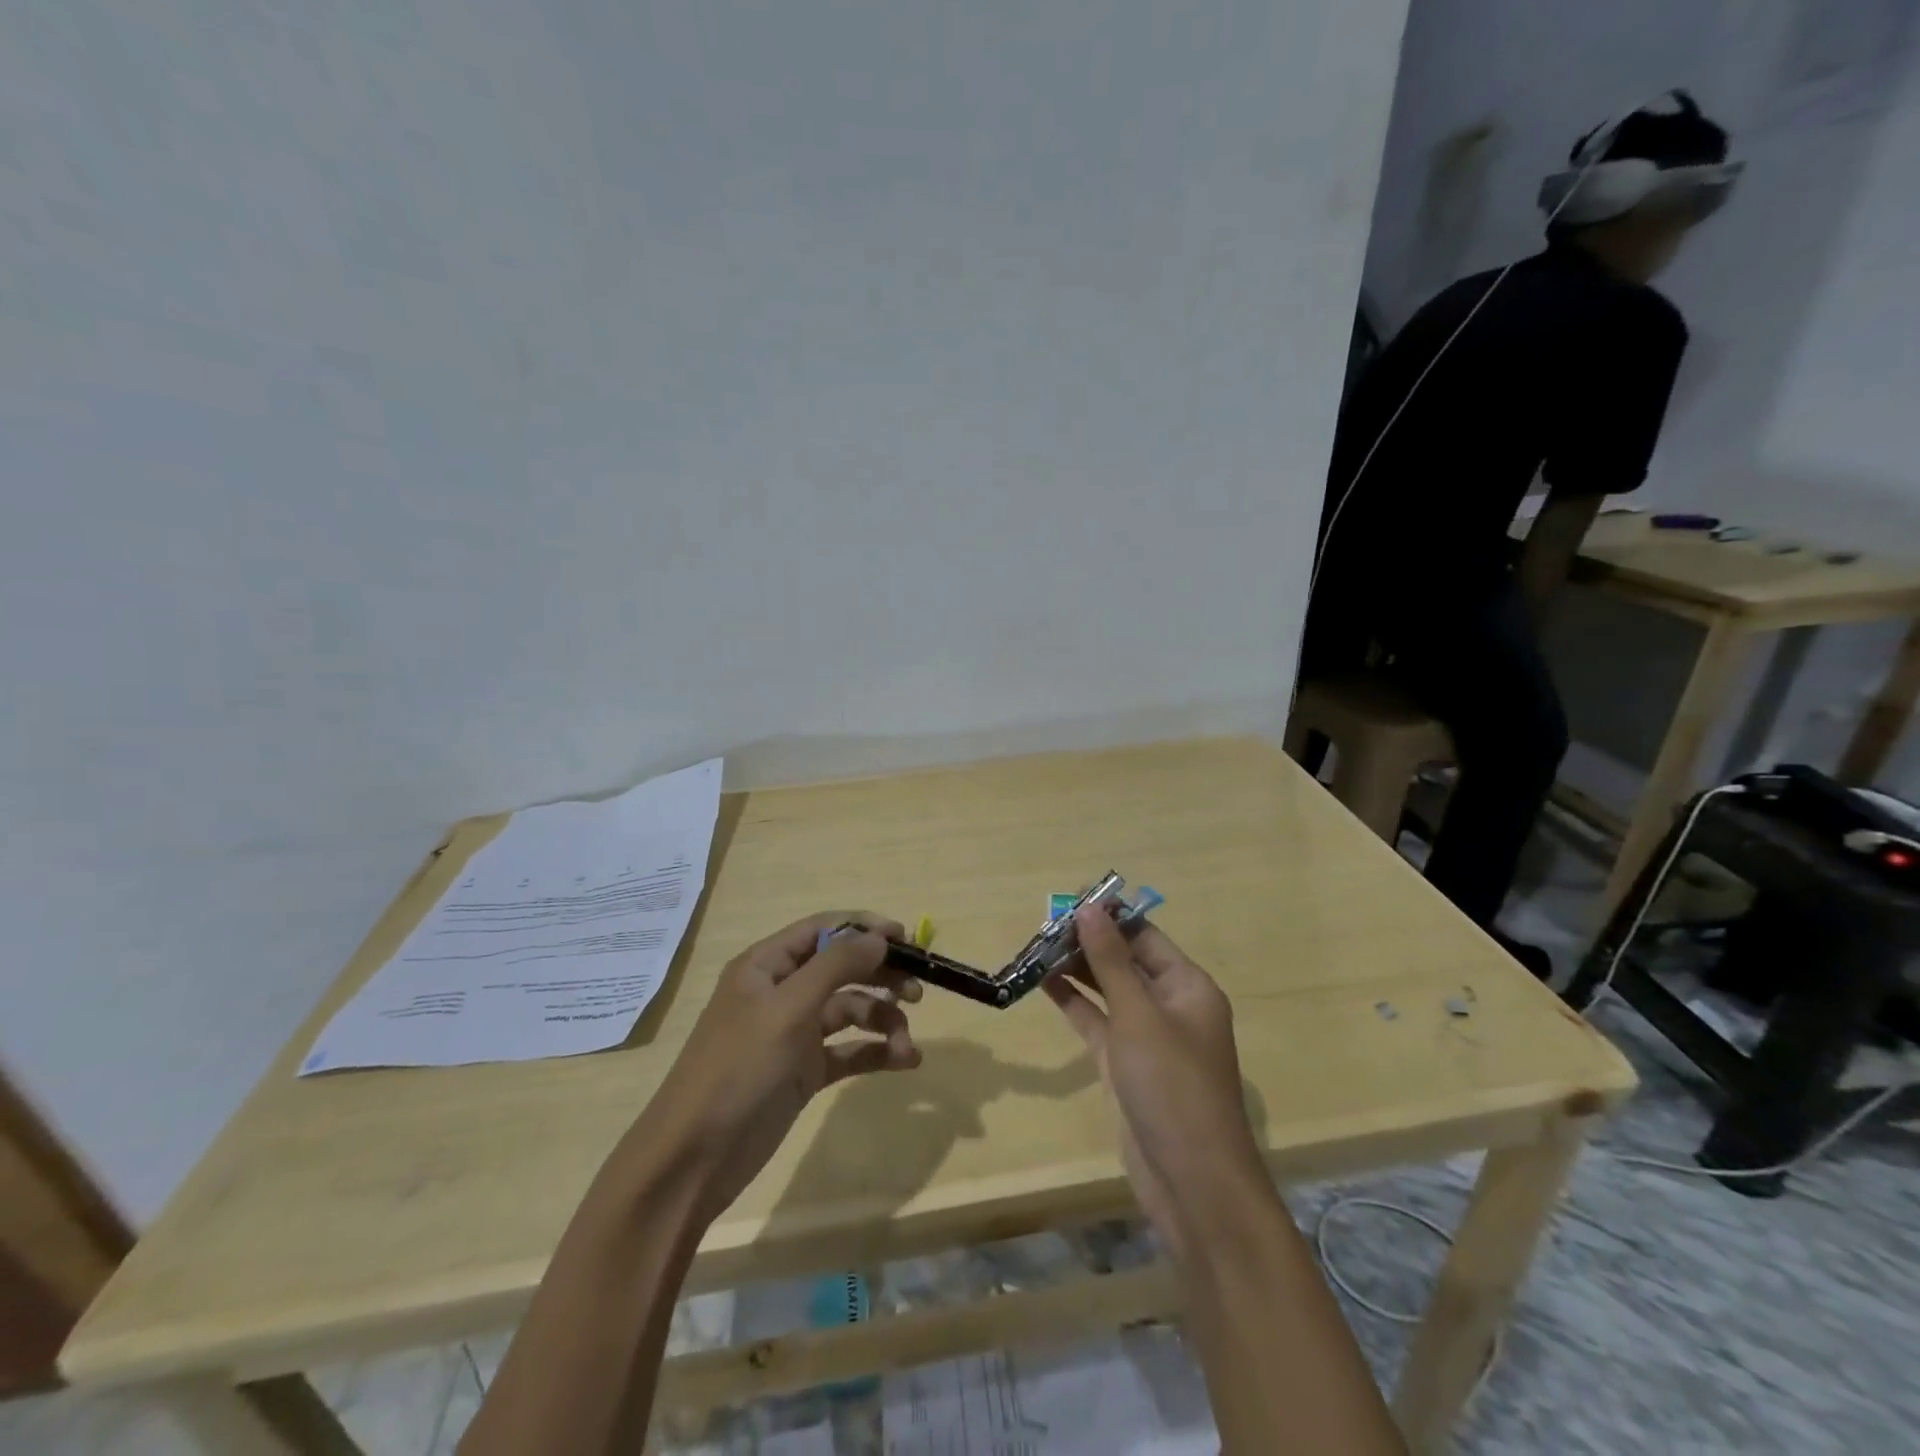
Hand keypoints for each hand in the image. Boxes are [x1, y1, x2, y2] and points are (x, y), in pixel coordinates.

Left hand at [633, 912, 923, 1220]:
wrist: (694, 1159)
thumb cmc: (738, 1069)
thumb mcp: (788, 1009)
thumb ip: (836, 966)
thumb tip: (879, 936)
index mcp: (766, 965)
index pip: (823, 929)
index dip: (864, 929)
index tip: (906, 939)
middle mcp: (781, 992)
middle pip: (842, 968)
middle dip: (881, 975)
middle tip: (918, 990)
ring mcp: (793, 1033)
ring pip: (850, 1011)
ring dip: (883, 1021)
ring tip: (907, 1044)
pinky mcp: (804, 1071)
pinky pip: (848, 1050)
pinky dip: (876, 1052)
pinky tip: (904, 1062)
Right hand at [1045, 907, 1266, 1261]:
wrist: (1192, 1182)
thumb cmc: (1172, 1086)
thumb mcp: (1139, 1015)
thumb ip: (1110, 961)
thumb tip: (1088, 908)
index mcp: (1188, 986)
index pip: (1144, 936)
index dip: (1109, 915)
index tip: (1068, 899)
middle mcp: (1170, 1006)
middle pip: (1125, 961)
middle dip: (1087, 942)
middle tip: (1041, 924)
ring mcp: (1147, 1038)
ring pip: (1107, 991)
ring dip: (1076, 970)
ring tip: (1034, 947)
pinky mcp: (1125, 1066)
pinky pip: (1097, 1022)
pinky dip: (1073, 1003)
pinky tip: (1043, 983)